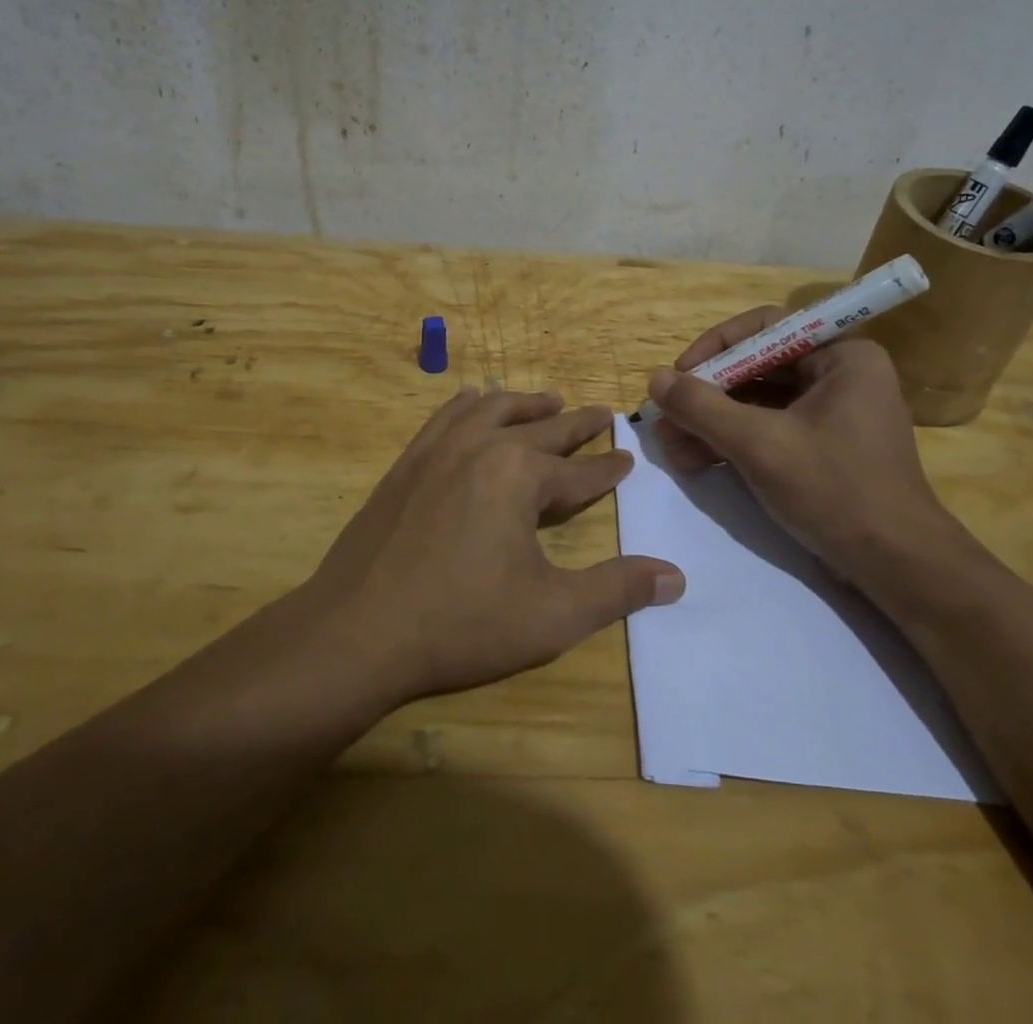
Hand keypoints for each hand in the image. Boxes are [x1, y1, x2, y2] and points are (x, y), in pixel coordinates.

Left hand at [307, 388, 684, 705]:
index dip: (608, 468)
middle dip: (576, 423)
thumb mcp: (552, 615)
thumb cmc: (461, 623)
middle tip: (602, 413)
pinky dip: (469, 404)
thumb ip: (617, 591)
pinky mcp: (406, 464)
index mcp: (520, 475)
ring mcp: (437, 450)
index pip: (579, 471)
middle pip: (541, 428)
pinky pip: (445, 417)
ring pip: (492, 409)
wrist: (356, 632)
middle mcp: (482, 446)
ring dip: (525, 404)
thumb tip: (676, 576)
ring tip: (548, 400)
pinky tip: (472, 401)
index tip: (627, 458)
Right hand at [648, 308, 970, 588]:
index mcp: (842, 356)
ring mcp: (830, 414)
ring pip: (756, 403)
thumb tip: (655, 380)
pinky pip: (767, 430)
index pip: (766, 328)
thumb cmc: (835, 490)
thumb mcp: (760, 445)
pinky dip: (731, 443)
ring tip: (670, 448)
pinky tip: (694, 462)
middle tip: (665, 418)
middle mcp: (838, 375)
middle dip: (706, 396)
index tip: (679, 374)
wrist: (896, 568)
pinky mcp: (820, 448)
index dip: (716, 346)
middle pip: (756, 368)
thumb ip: (703, 408)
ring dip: (711, 423)